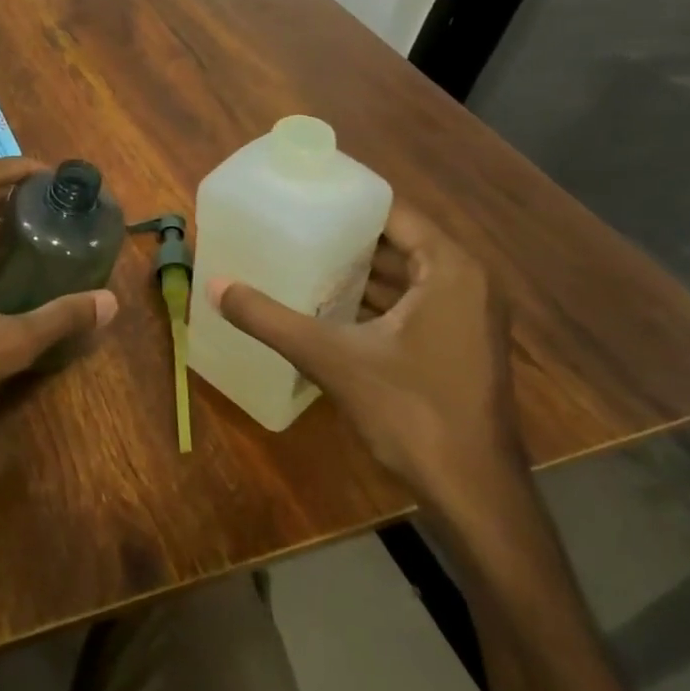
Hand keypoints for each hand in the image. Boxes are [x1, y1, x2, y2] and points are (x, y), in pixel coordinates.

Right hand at [206, 202, 522, 511]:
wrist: (475, 496)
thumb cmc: (413, 412)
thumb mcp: (332, 358)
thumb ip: (270, 319)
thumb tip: (214, 286)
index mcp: (450, 270)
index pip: (393, 212)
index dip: (345, 201)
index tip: (300, 194)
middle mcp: (467, 284)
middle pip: (396, 242)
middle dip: (344, 235)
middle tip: (290, 224)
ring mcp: (467, 318)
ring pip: (403, 276)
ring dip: (357, 270)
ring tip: (299, 257)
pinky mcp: (458, 347)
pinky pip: (411, 304)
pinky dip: (373, 300)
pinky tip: (326, 305)